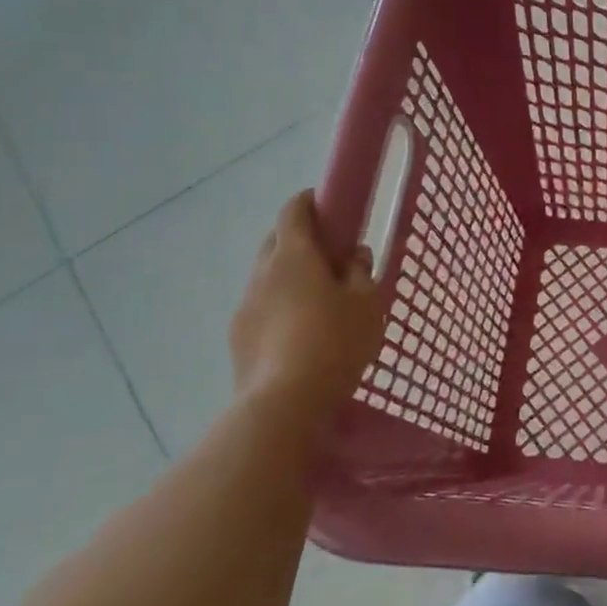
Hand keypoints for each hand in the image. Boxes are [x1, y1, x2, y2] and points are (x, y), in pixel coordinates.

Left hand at [230, 191, 384, 412]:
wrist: (285, 403)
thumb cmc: (336, 342)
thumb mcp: (367, 304)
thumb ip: (362, 273)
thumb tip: (354, 255)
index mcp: (294, 256)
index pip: (294, 211)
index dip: (310, 202)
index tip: (328, 204)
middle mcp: (262, 274)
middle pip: (275, 241)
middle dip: (299, 238)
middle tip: (330, 255)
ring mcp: (245, 306)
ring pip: (267, 276)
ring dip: (289, 276)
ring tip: (318, 298)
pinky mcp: (239, 338)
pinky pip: (261, 307)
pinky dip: (279, 306)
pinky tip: (300, 331)